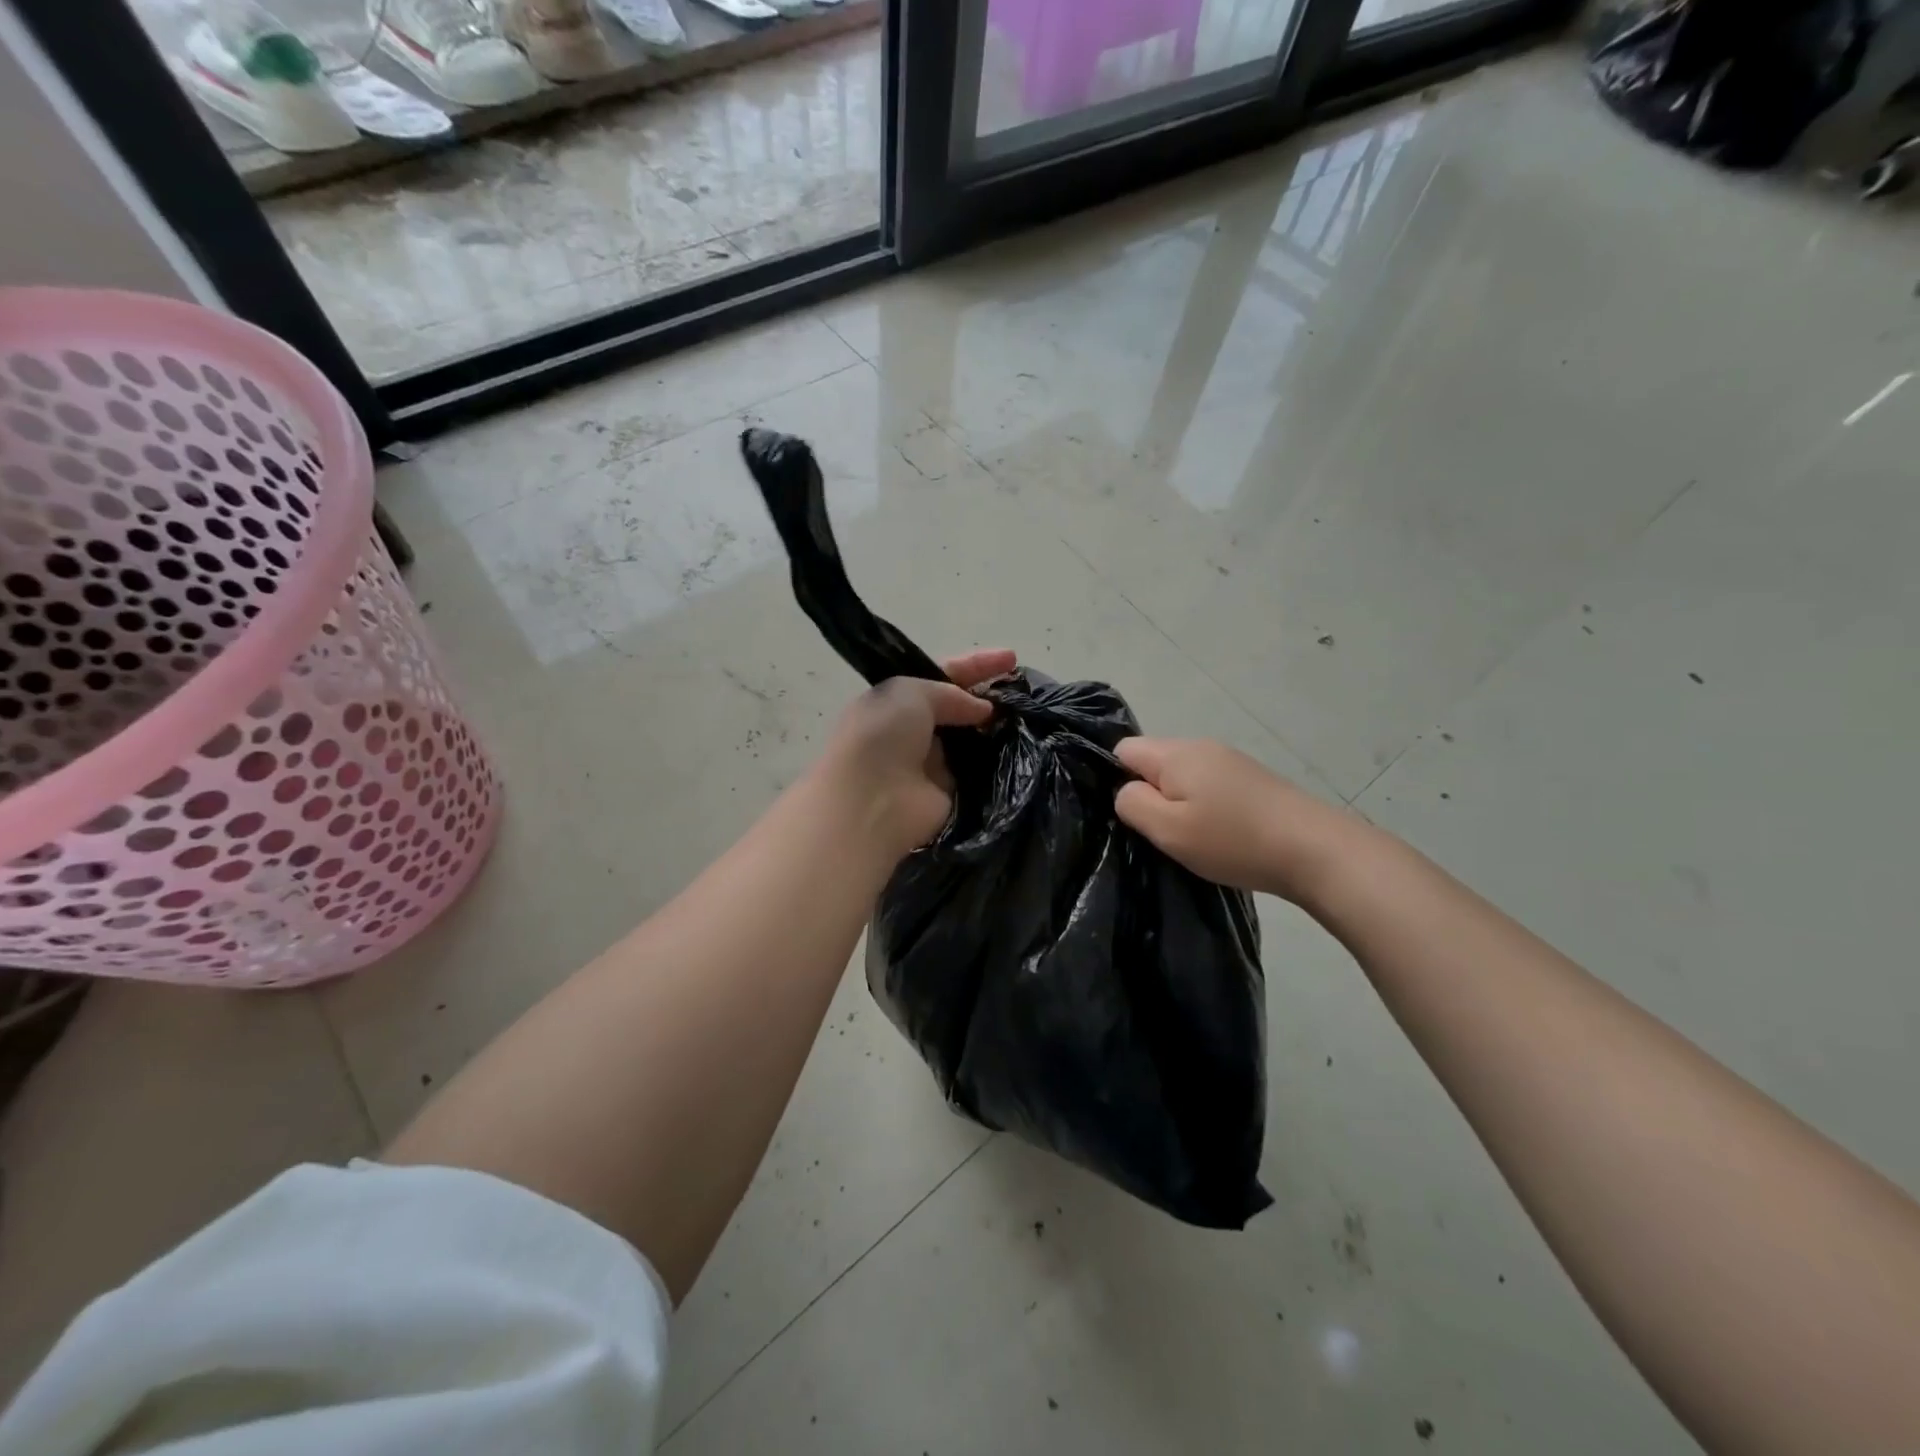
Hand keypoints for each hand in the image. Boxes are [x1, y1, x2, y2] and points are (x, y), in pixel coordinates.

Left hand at [815, 649, 1015, 861]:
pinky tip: (1027, 747)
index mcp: (895, 702)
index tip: (1011, 658)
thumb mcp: (911, 692)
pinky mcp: (952, 795)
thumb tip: (982, 711)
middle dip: (989, 697)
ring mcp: (933, 765)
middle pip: (959, 708)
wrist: (871, 802)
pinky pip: (982, 772)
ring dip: (999, 729)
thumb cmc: (882, 737)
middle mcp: (913, 732)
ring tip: (1032, 716)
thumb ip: (950, 693)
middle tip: (1025, 690)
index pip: (940, 675)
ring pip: (974, 740)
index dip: (974, 665)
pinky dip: (1001, 761)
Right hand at [1114, 737, 1354, 902]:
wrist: (1316, 851)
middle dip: (1150, 794)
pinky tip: (1220, 836)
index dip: (1116, 779)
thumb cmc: (1233, 840)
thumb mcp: (1168, 829)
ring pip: (1184, 776)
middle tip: (1160, 834)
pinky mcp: (1253, 781)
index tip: (1131, 815)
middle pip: (1155, 762)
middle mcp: (1202, 747)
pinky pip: (1210, 787)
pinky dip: (1205, 808)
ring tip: (1191, 839)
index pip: (1124, 749)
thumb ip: (1132, 804)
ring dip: (1179, 804)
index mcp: (1176, 752)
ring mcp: (1231, 762)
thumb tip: (1124, 790)